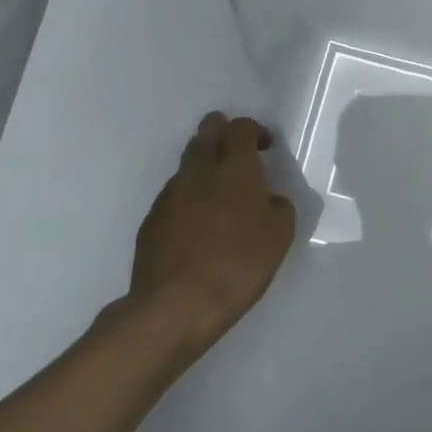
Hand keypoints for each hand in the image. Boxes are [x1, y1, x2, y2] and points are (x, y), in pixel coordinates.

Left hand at [123, 113, 296, 355]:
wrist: (176, 305)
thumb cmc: (238, 263)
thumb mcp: (280, 234)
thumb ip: (277, 205)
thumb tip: (267, 198)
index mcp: (233, 166)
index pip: (240, 127)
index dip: (254, 130)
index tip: (266, 147)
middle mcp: (198, 170)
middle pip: (207, 131)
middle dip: (224, 133)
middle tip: (240, 154)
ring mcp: (170, 193)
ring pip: (188, 163)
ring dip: (206, 167)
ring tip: (222, 196)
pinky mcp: (152, 219)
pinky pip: (175, 194)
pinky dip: (191, 198)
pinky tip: (201, 226)